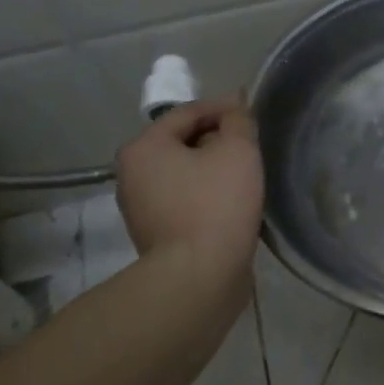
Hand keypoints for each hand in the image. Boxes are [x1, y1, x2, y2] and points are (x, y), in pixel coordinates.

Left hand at [113, 97, 263, 288]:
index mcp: (144, 147)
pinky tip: (231, 202)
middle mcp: (131, 174)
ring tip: (245, 174)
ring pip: (184, 173)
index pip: (188, 112)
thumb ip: (238, 120)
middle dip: (217, 140)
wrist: (199, 276)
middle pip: (182, 142)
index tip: (252, 113)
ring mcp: (139, 207)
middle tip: (251, 146)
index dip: (224, 108)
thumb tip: (234, 108)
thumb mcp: (237, 150)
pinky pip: (184, 200)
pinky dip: (206, 194)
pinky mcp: (155, 234)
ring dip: (212, 169)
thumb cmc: (216, 203)